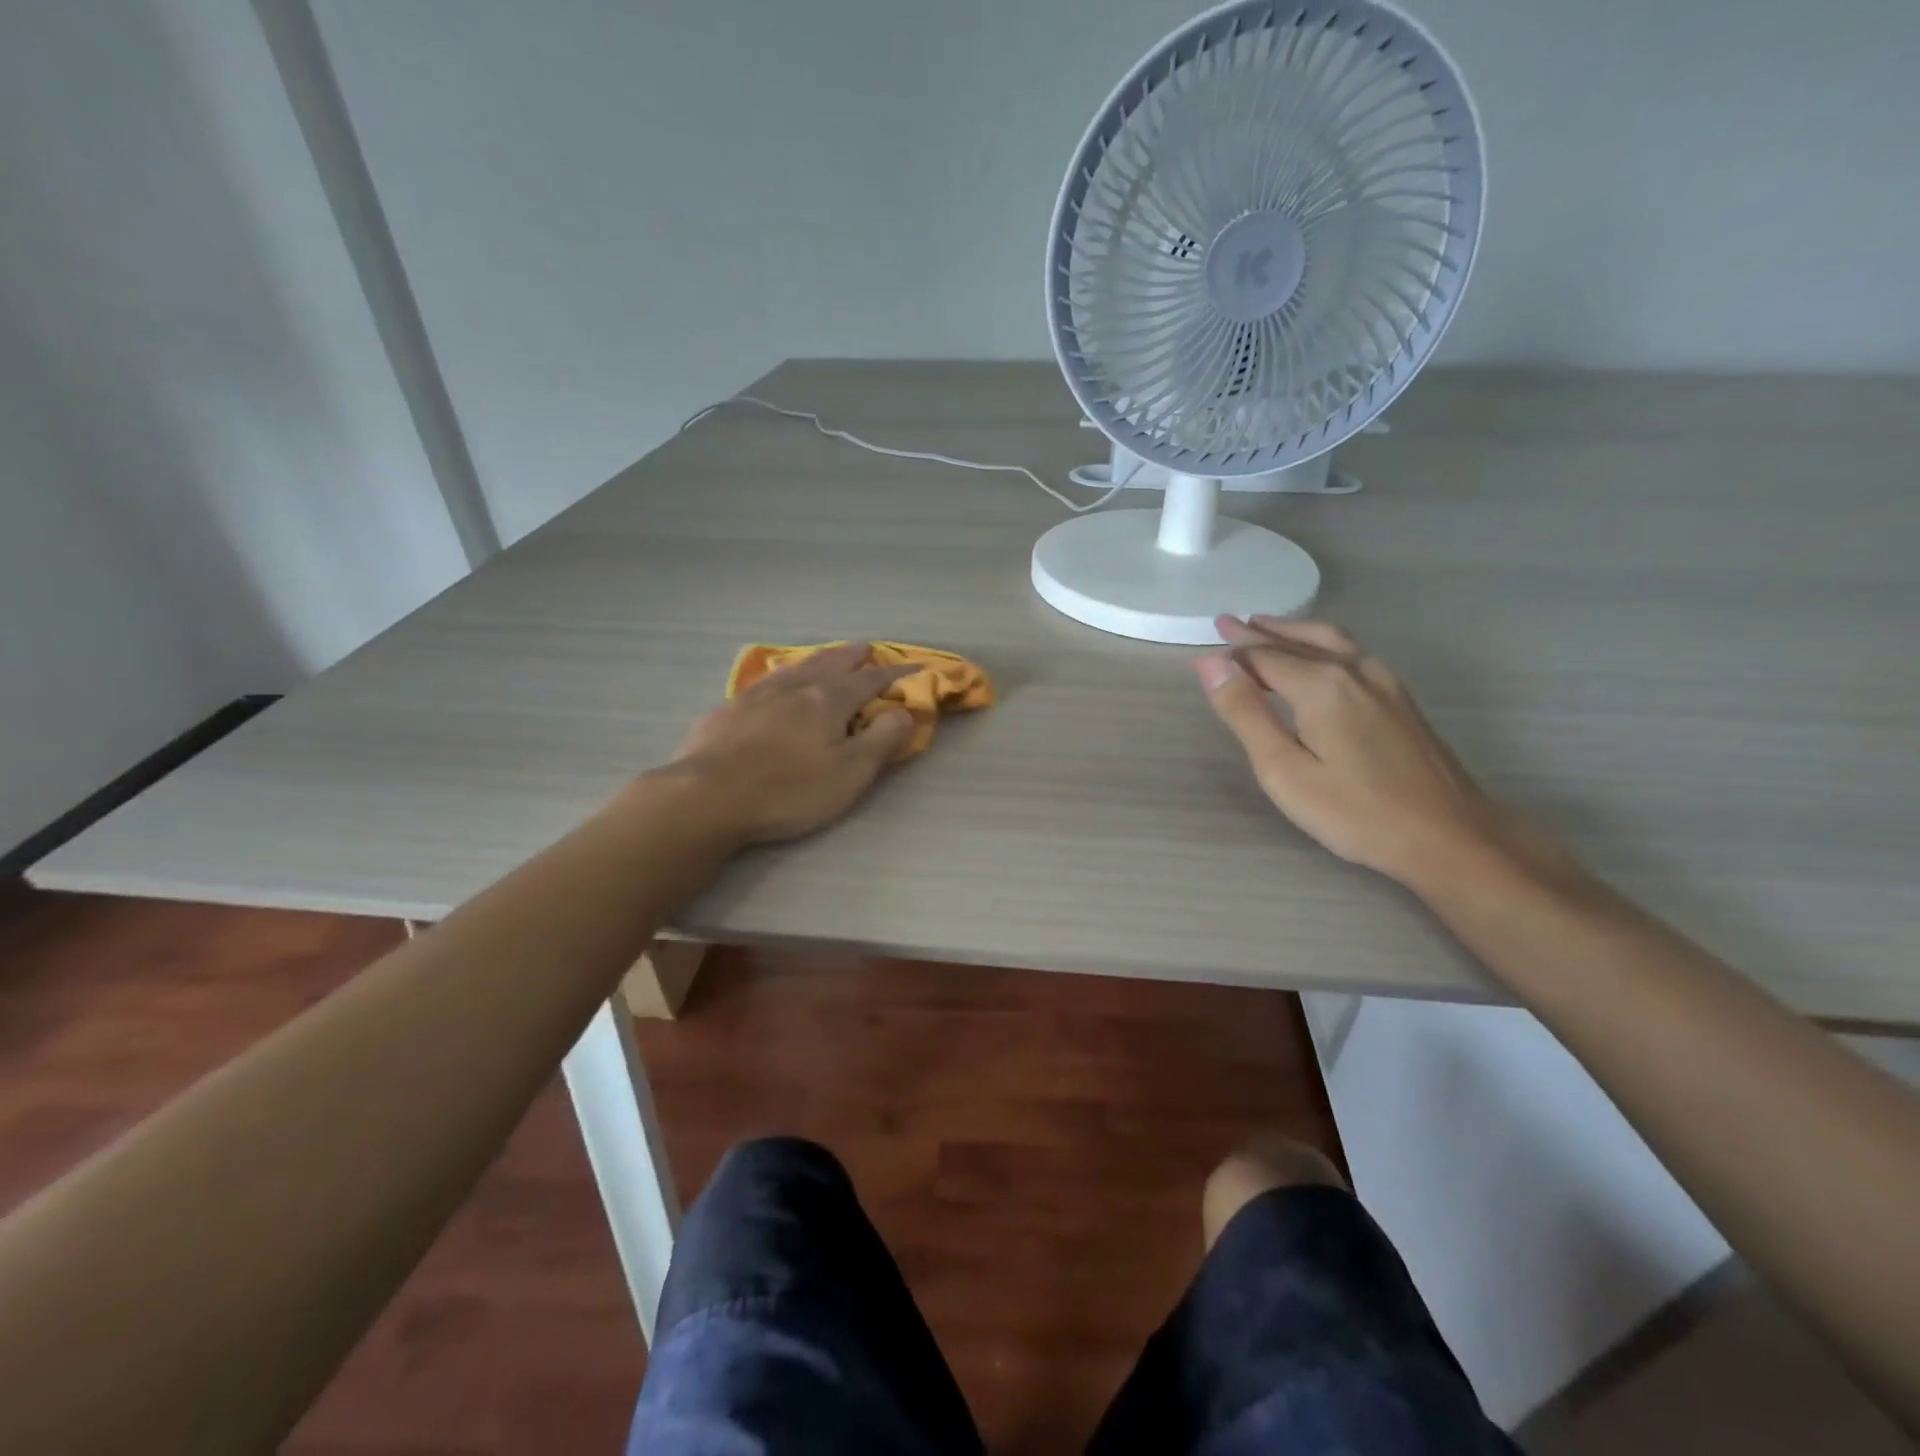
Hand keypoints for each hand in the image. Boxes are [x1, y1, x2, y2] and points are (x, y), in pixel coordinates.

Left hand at [659, 642, 918, 845]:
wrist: (706, 797)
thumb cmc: (788, 790)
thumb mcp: (849, 774)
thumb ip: (881, 740)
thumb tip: (906, 710)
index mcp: (828, 701)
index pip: (870, 680)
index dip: (894, 674)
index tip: (913, 669)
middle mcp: (795, 688)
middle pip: (831, 664)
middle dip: (853, 656)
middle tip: (867, 647)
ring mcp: (757, 696)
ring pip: (796, 667)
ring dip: (819, 659)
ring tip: (828, 655)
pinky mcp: (728, 710)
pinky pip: (765, 681)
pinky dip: (783, 674)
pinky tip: (775, 680)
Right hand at [1194, 616, 1560, 887]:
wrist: (1450, 836)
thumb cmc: (1356, 812)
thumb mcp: (1285, 770)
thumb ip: (1246, 713)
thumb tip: (1211, 664)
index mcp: (1320, 685)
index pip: (1263, 657)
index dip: (1231, 656)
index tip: (1201, 655)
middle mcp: (1353, 670)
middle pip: (1296, 643)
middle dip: (1257, 634)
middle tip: (1226, 623)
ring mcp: (1383, 681)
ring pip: (1329, 640)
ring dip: (1292, 632)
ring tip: (1264, 626)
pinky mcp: (1400, 698)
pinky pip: (1349, 652)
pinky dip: (1319, 643)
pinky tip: (1316, 654)